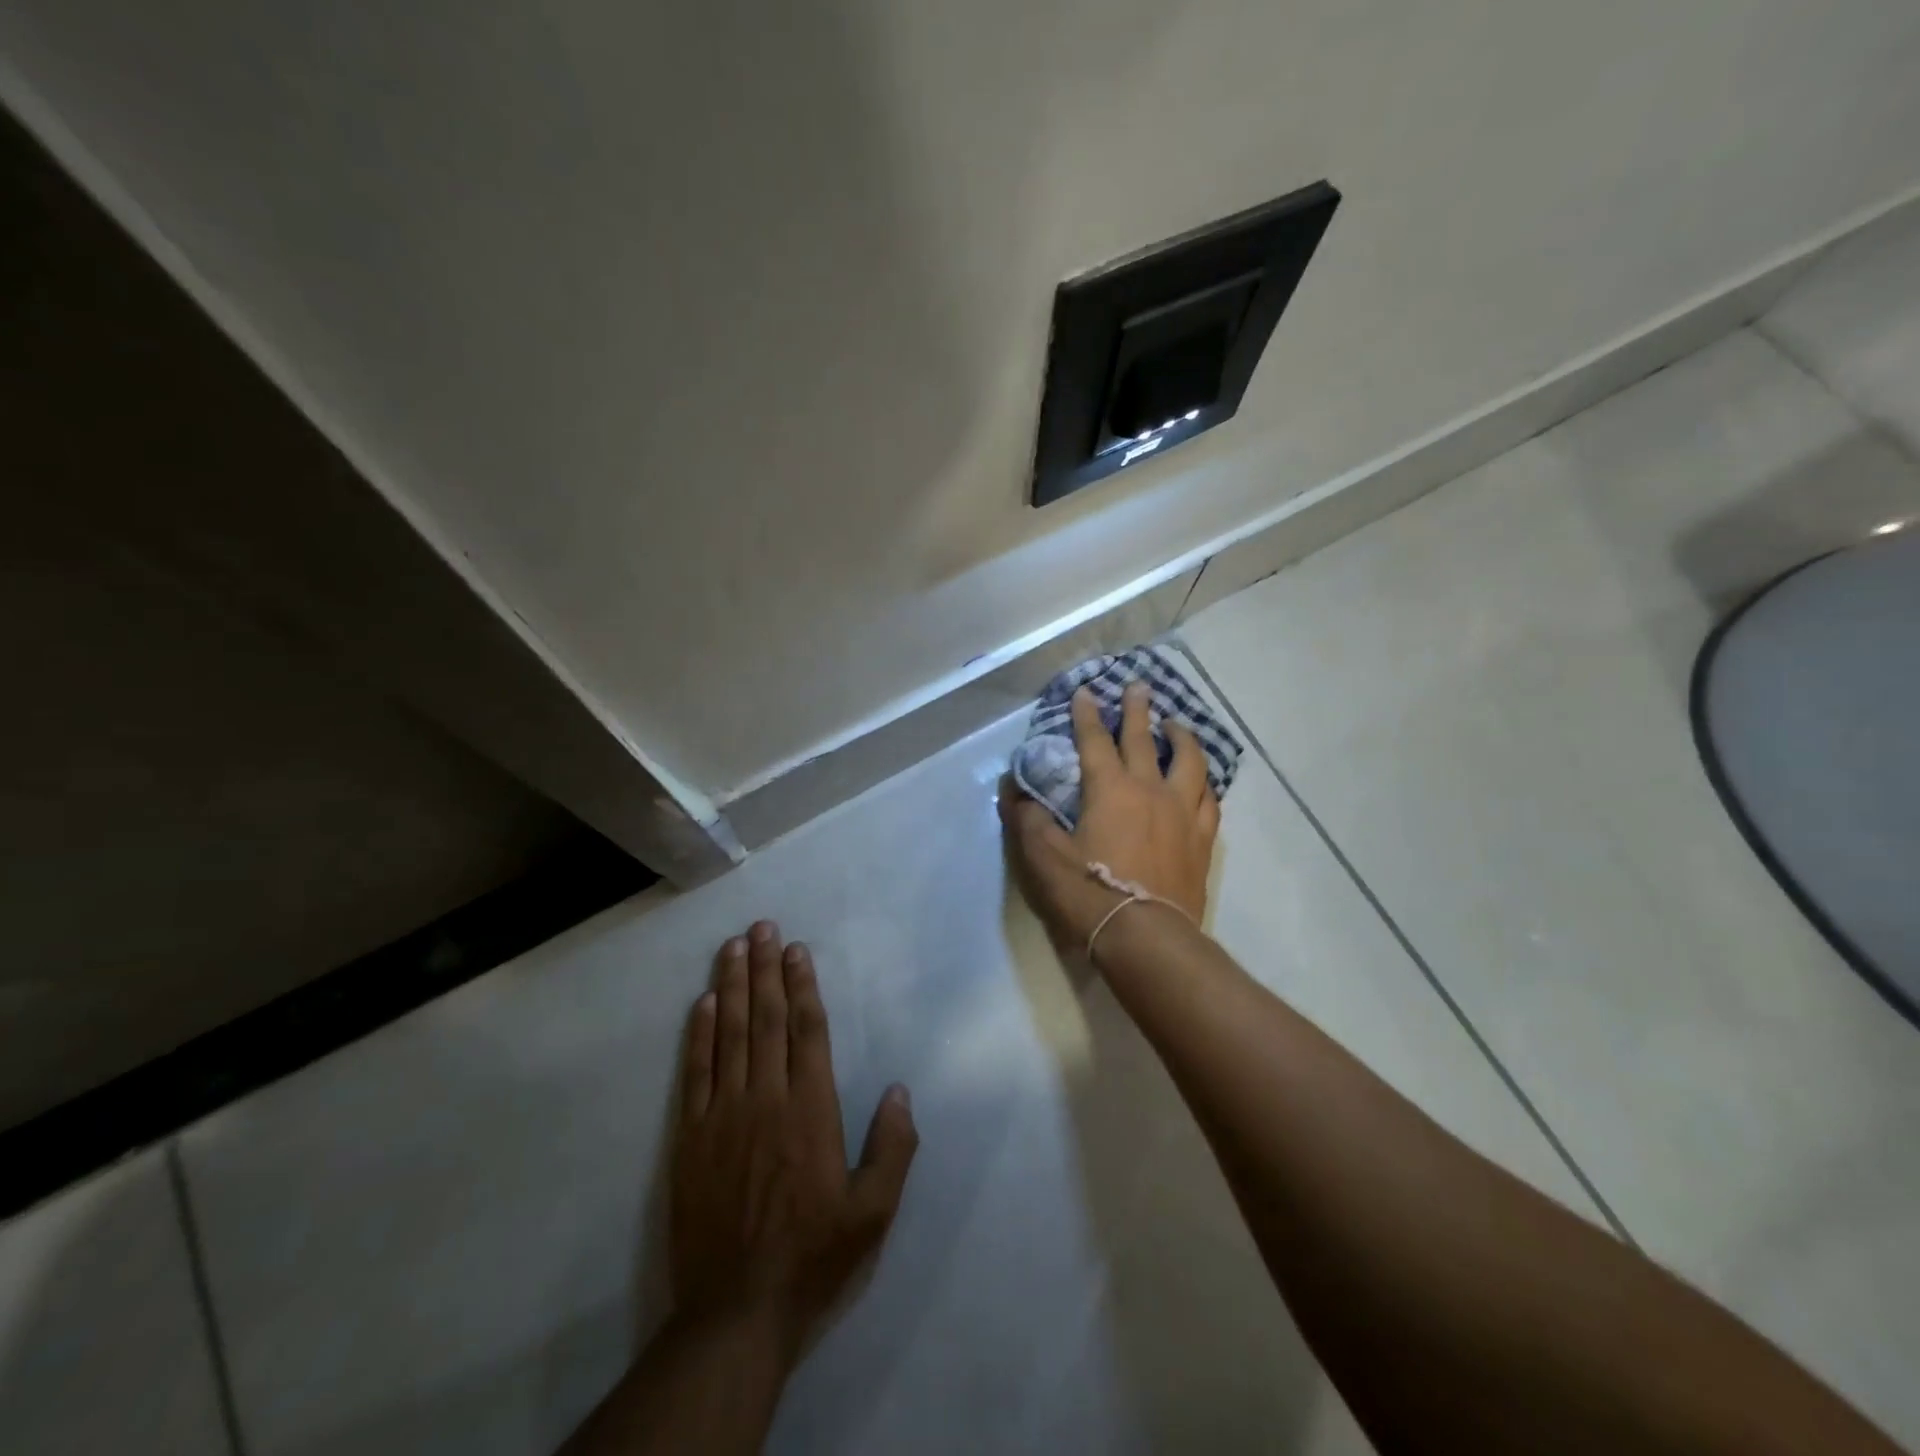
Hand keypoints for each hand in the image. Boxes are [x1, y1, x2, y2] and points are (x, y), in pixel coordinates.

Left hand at [671, 922, 917, 1362]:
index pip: (808, 1031)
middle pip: (767, 1019)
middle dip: (765, 968)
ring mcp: (724, 1114)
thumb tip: (900, 1090)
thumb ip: (893, 1148)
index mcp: (811, 1110)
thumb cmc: (813, 1256)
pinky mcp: (690, 1137)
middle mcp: (766, 1098)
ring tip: (733, 946)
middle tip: (761, 926)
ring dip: (733, 986)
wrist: (735, 1311)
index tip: (796, 949)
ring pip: (730, 1034)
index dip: (803, 985)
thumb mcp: (873, 1213)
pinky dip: (699, 1034)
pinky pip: (696, 1072)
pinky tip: (703, 1003)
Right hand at [999, 681, 1220, 954]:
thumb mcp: (1044, 856)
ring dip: (1181, 738)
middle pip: (1144, 739)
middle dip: (1137, 709)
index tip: (1086, 691)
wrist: (1146, 937)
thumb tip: (1011, 788)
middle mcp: (1150, 790)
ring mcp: (1182, 814)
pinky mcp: (1201, 840)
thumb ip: (1026, 818)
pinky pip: (1209, 801)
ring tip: (1176, 725)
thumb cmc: (1090, 893)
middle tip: (1139, 686)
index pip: (1095, 740)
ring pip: (1189, 762)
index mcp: (1110, 789)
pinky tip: (1202, 783)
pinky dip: (1204, 784)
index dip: (1087, 714)